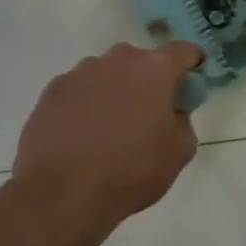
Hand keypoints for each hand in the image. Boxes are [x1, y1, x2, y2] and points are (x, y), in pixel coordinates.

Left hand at [4, 42, 204, 245]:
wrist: (60, 195)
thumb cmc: (130, 171)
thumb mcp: (179, 152)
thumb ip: (183, 121)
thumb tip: (172, 113)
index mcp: (156, 69)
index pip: (183, 51)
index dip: (192, 61)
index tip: (193, 75)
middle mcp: (118, 60)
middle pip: (142, 61)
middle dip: (149, 79)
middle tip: (149, 110)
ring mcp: (80, 72)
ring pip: (107, 73)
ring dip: (115, 90)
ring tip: (110, 126)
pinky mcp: (52, 91)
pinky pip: (79, 90)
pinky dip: (85, 103)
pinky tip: (81, 134)